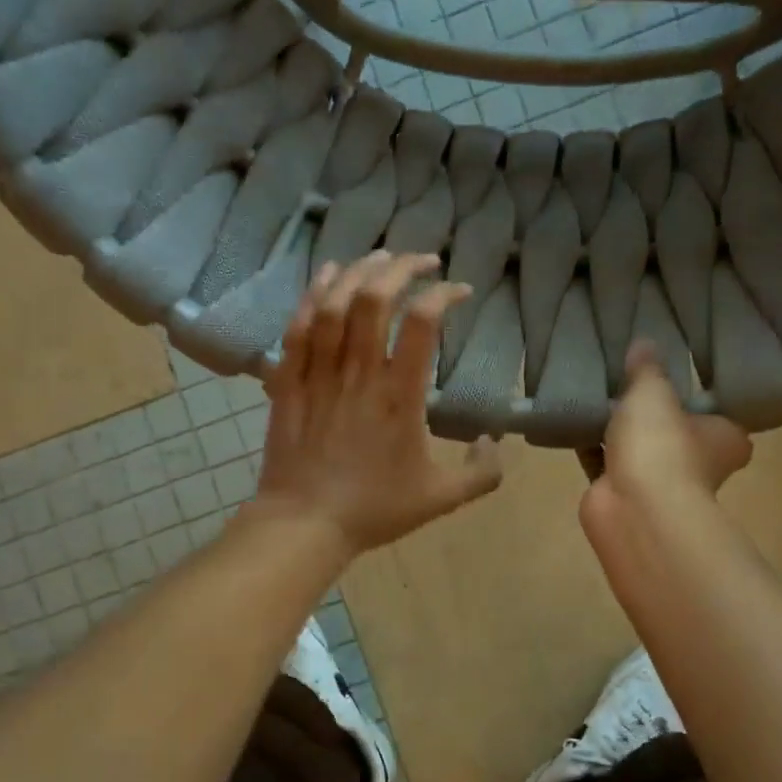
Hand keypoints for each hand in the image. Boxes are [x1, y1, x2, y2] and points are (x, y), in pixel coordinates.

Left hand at [256, 252, 503, 557]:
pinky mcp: (289, 380)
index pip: (422, 323)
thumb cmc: (373, 510)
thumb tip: (493, 442)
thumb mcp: (440, 499)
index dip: (443, 295)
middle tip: (423, 260)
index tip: (459, 291)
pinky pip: (298, 326)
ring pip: (334, 303)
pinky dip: (314, 294)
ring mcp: (319, 373)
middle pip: (375, 298)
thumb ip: (481, 474)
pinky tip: (328, 276)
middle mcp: (358, 373)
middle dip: (402, 267)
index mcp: (399, 396)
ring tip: (381, 258)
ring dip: (359, 271)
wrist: (304, 524)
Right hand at [580, 343, 753, 547]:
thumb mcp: (654, 392)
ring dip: (618, 431)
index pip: (717, 411)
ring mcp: (660, 483)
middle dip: (651, 414)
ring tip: (594, 394)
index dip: (696, 395)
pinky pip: (605, 462)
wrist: (634, 508)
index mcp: (726, 438)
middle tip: (626, 380)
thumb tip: (644, 343)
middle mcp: (700, 463)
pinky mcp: (623, 494)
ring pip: (638, 449)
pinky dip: (592, 448)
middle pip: (674, 431)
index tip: (673, 375)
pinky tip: (572, 422)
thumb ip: (647, 369)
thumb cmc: (661, 445)